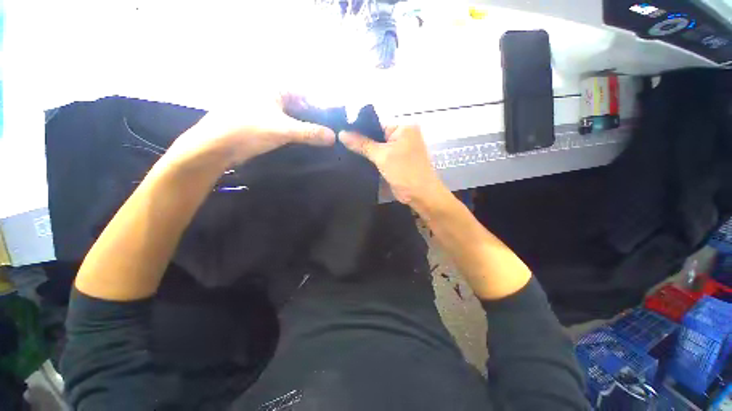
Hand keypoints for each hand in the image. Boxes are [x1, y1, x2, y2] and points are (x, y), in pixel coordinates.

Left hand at [162, 94, 335, 171]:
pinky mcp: (262, 123)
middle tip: (329, 132)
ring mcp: (265, 110)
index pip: (305, 93)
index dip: (319, 106)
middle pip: (299, 106)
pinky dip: (295, 133)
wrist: (216, 147)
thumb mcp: (283, 129)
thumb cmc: (248, 129)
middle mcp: (270, 95)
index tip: (332, 121)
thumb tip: (334, 137)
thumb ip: (310, 132)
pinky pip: (285, 126)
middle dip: (313, 119)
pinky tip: (305, 142)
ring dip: (305, 127)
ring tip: (321, 139)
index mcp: (273, 87)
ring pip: (292, 117)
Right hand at [339, 125, 444, 204]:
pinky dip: (371, 159)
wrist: (421, 195)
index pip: (376, 123)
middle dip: (361, 141)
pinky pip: (381, 156)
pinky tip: (355, 160)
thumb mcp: (382, 156)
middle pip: (376, 135)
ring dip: (365, 151)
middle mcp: (402, 135)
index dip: (359, 129)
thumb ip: (362, 144)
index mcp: (403, 127)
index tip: (341, 133)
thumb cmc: (405, 172)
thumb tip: (341, 133)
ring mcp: (400, 149)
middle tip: (339, 144)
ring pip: (378, 147)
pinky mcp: (396, 161)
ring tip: (343, 151)